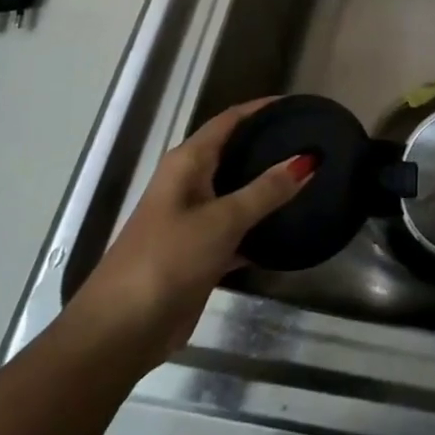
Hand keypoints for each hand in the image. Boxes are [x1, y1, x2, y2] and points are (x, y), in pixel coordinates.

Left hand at [65, 99, 311, 360]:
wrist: (121, 330)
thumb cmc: (167, 260)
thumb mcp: (221, 221)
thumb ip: (265, 190)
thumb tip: (307, 159)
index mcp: (187, 164)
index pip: (229, 121)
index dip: (261, 109)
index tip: (298, 105)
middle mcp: (189, 184)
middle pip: (234, 153)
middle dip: (269, 144)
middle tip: (313, 140)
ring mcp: (193, 219)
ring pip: (238, 192)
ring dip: (269, 186)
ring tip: (311, 178)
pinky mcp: (201, 253)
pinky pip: (239, 229)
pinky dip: (262, 226)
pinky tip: (291, 228)